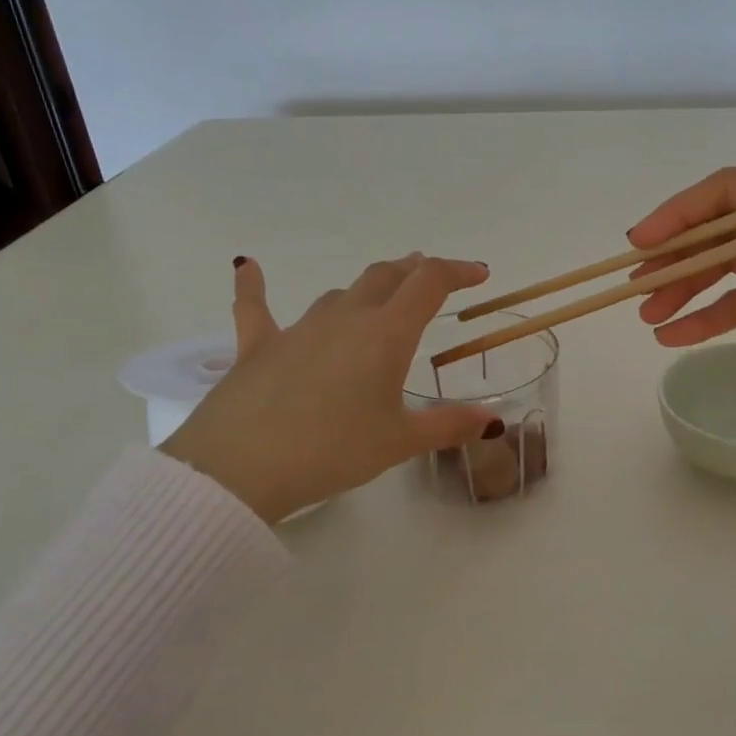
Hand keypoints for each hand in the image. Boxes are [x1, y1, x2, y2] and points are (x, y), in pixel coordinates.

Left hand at [161, 254, 500, 522]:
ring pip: (339, 293)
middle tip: (431, 278)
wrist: (240, 468)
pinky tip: (247, 267)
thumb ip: (449, 425)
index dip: (458, 271)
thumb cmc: (332, 451)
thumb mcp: (399, 442)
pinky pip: (256, 307)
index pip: (429, 283)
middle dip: (414, 271)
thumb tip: (495, 422)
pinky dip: (254, 287)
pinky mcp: (257, 346)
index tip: (479, 275)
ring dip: (366, 290)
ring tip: (379, 297)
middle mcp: (345, 318)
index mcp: (386, 334)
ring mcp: (299, 329)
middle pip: (385, 277)